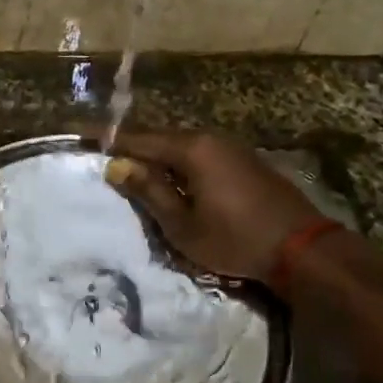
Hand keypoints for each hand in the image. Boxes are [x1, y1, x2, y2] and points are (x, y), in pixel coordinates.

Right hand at [105, 130, 325, 283]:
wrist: (302, 248)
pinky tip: (174, 183)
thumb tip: (117, 167)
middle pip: (162, 140)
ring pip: (183, 148)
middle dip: (133, 149)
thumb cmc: (235, 239)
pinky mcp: (246, 163)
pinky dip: (181, 167)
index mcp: (192, 149)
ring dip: (158, 160)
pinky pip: (202, 157)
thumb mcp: (183, 225)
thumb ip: (149, 192)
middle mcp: (211, 139)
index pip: (140, 139)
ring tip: (135, 174)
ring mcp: (232, 148)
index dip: (109, 139)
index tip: (80, 133)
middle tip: (106, 159)